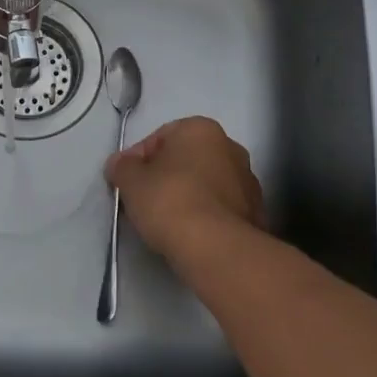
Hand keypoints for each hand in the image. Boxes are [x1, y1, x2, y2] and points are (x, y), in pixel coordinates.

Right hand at [105, 116, 264, 267]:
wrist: (217, 248)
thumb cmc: (170, 201)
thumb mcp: (130, 181)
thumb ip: (121, 167)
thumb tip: (120, 164)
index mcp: (201, 129)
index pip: (159, 138)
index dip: (137, 160)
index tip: (127, 183)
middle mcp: (230, 146)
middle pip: (186, 159)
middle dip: (165, 176)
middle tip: (144, 201)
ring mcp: (248, 180)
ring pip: (205, 183)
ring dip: (187, 196)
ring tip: (166, 222)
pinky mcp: (256, 212)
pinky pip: (220, 208)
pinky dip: (205, 215)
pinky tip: (190, 234)